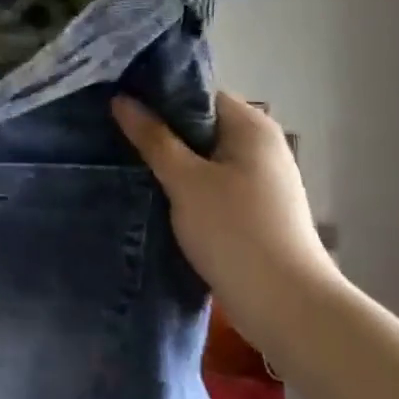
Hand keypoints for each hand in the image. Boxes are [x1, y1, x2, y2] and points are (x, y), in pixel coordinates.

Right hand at [112, 92, 336, 312]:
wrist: (284, 304)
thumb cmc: (234, 230)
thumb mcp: (185, 180)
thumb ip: (153, 138)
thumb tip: (122, 99)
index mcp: (250, 126)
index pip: (198, 94)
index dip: (158, 97)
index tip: (119, 105)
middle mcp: (260, 145)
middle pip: (200, 126)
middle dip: (159, 132)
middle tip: (113, 135)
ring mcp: (260, 180)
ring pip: (203, 158)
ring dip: (170, 163)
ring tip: (125, 164)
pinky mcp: (253, 210)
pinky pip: (211, 185)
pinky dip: (185, 187)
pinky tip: (154, 196)